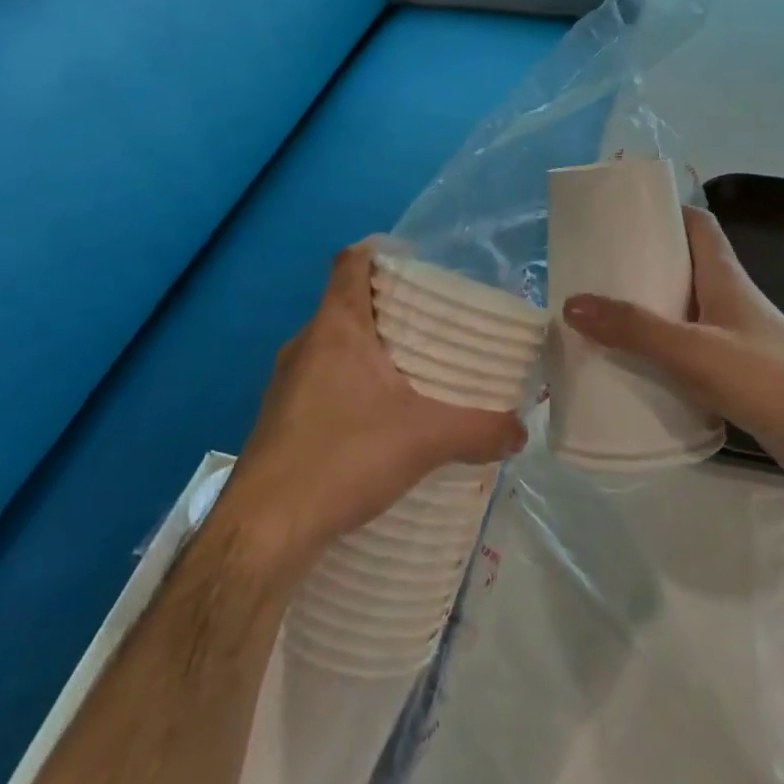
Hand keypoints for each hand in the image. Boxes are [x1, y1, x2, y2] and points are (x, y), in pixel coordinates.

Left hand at [217, 242, 526, 580]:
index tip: (418, 265)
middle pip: (348, 304)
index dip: (381, 252)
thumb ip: (480, 430)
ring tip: (416, 374)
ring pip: (335, 347)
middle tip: (436, 326)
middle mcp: (305, 345)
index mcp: (335, 328)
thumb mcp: (425, 440)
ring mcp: (286, 384)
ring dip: (371, 352)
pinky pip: (323, 382)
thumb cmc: (342, 458)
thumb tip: (521, 431)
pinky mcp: (281, 419)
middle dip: (391, 309)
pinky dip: (353, 386)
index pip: (351, 262)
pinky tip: (381, 421)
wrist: (263, 531)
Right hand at [560, 206, 783, 482]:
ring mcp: (731, 337)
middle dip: (640, 264)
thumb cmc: (767, 379)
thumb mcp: (693, 350)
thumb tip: (571, 302)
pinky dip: (657, 351)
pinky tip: (629, 366)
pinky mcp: (732, 372)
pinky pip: (685, 349)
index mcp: (724, 276)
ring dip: (645, 310)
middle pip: (681, 266)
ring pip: (680, 310)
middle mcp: (728, 299)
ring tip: (598, 317)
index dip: (662, 211)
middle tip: (593, 271)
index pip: (696, 223)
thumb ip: (634, 328)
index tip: (618, 215)